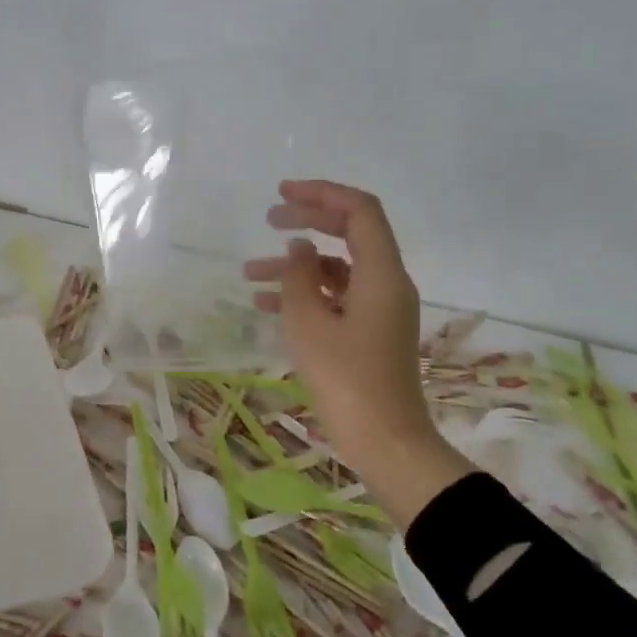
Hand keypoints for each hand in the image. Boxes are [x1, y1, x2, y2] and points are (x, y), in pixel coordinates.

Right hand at [245, 180, 473, 525]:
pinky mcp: (370, 332)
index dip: (321, 194)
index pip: (359, 212)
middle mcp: (388, 284)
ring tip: (249, 274)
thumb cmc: (346, 381)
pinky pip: (336, 298)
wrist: (385, 442)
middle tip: (268, 218)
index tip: (282, 194)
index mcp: (382, 275)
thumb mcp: (309, 326)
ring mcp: (380, 309)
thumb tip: (298, 249)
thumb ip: (299, 279)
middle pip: (350, 234)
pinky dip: (305, 294)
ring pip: (337, 269)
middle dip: (308, 222)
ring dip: (296, 266)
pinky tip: (266, 305)